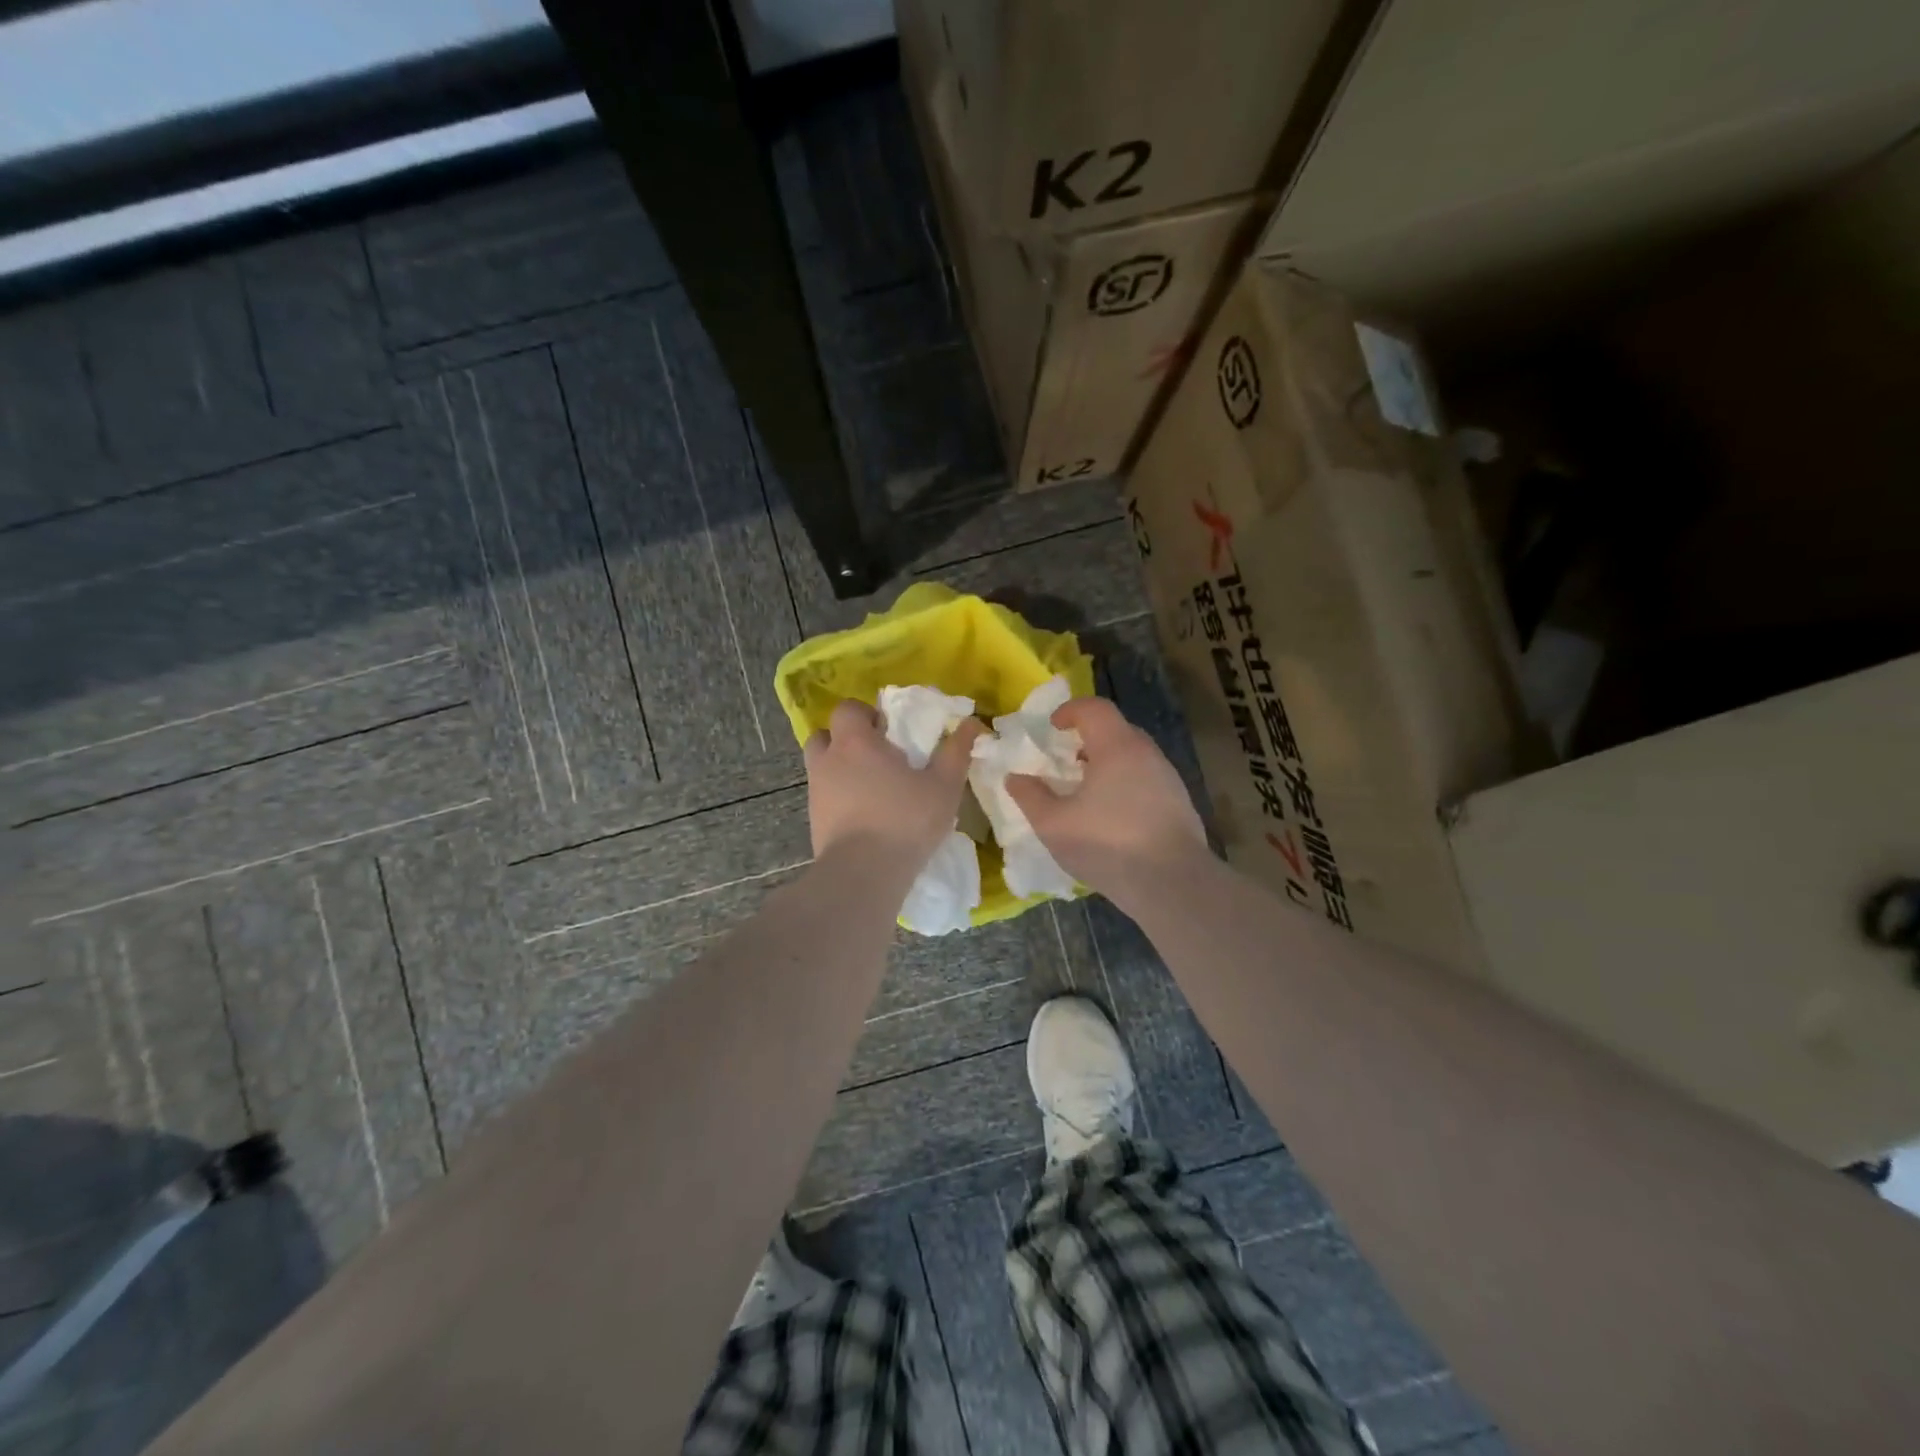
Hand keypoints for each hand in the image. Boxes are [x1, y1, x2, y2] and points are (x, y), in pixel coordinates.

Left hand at [804, 700, 983, 865]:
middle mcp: (828, 761)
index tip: (889, 731)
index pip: (847, 709)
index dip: (866, 714)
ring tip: (870, 786)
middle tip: (876, 756)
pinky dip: (838, 797)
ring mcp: (815, 792)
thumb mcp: (943, 786)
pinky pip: (823, 796)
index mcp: (855, 742)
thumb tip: (972, 723)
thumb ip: (956, 751)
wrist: (862, 875)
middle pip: (825, 735)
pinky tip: (863, 815)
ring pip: (821, 766)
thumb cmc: (905, 821)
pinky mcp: (813, 821)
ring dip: (840, 768)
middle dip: (846, 740)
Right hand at [1006, 697, 1207, 900]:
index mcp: (1117, 747)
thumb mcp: (1054, 824)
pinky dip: (1125, 784)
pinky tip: (1112, 817)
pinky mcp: (1179, 803)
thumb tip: (1014, 778)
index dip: (1070, 711)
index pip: (1094, 708)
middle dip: (1087, 739)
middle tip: (1065, 761)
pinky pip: (1146, 779)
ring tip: (1086, 791)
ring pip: (1133, 756)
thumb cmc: (1108, 844)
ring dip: (1107, 764)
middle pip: (1116, 729)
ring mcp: (1168, 778)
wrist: (1172, 883)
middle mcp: (1147, 753)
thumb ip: (1030, 797)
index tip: (1052, 728)